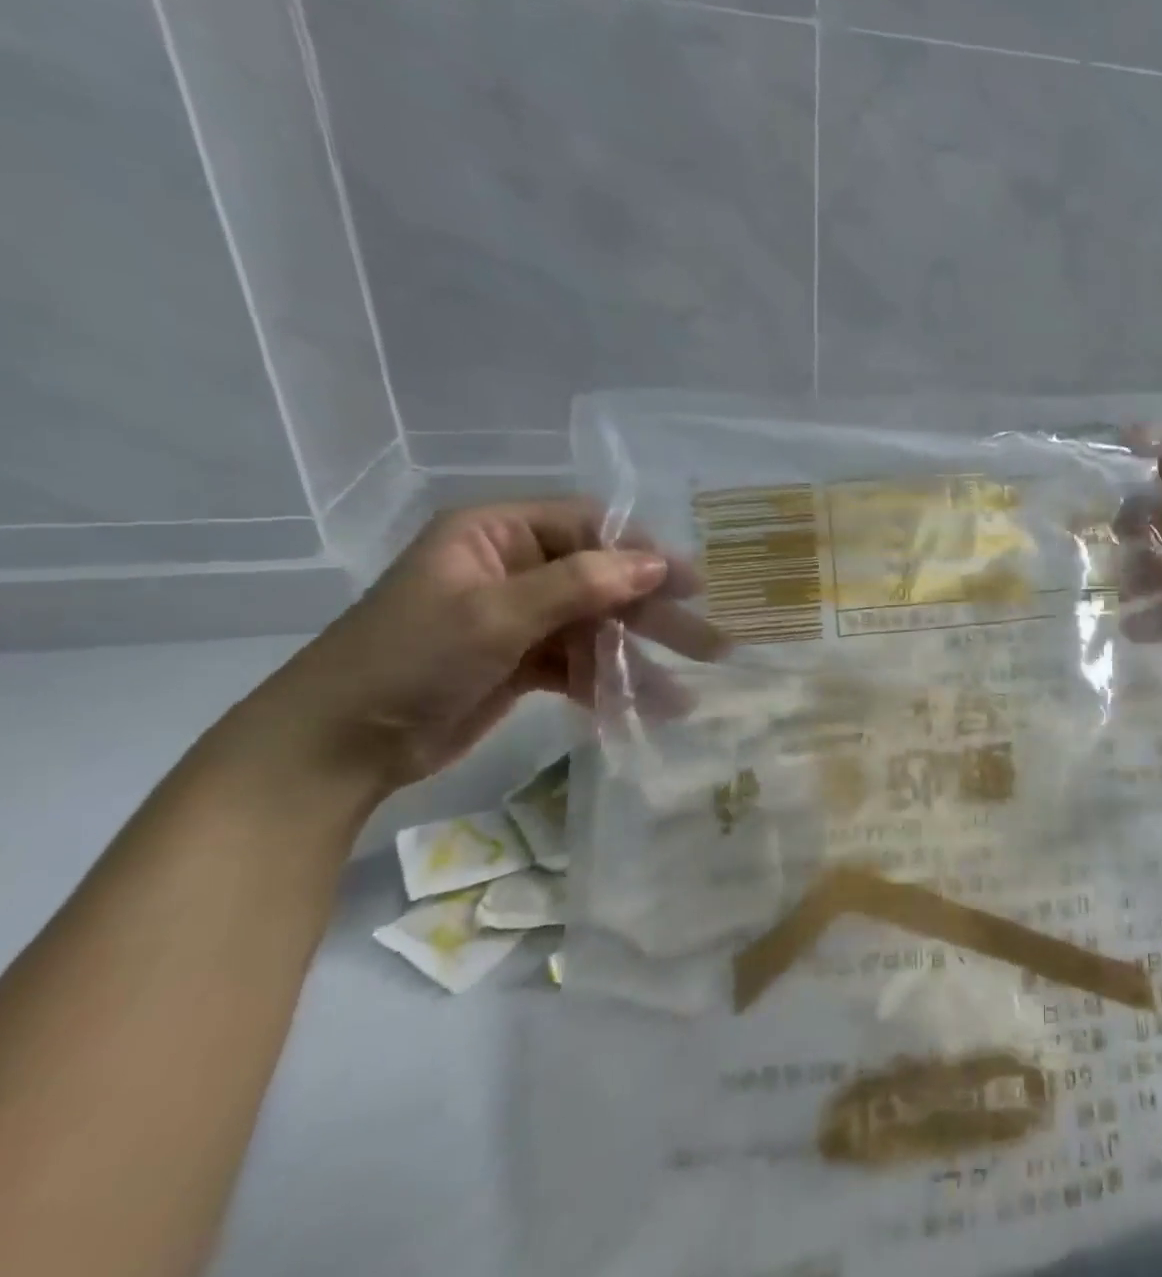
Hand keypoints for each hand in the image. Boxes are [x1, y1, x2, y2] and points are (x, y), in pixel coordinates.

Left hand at [244, 499, 726, 796]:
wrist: (335, 748)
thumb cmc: (409, 659)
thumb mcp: (495, 614)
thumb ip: (580, 585)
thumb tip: (656, 565)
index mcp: (497, 534)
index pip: (588, 527)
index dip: (642, 553)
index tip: (691, 585)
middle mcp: (514, 568)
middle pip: (602, 581)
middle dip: (654, 615)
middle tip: (711, 643)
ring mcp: (520, 618)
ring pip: (596, 628)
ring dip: (638, 660)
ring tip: (685, 694)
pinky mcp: (523, 663)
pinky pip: (579, 665)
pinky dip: (610, 685)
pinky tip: (648, 710)